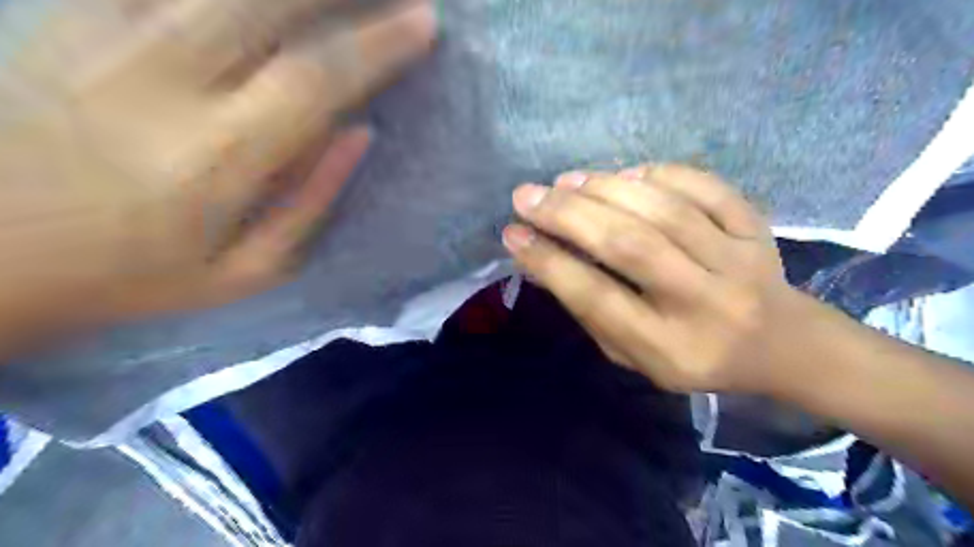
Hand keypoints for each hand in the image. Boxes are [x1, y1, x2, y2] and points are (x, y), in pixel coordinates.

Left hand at [0, 1, 434, 348]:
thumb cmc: (139, 276)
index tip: (424, 23)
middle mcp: (165, 81)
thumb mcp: (249, 270)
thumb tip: (361, 135)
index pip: (316, 79)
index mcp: (218, 159)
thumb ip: (312, 202)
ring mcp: (106, 36)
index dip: (377, 45)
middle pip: (264, 0)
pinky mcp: (70, 16)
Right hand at [502, 163, 815, 392]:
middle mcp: (705, 303)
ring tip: (566, 181)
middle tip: (527, 195)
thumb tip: (545, 259)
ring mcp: (738, 261)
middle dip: (568, 215)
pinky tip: (625, 176)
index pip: (598, 298)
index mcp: (669, 347)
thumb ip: (592, 313)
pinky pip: (705, 188)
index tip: (513, 234)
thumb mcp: (634, 357)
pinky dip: (659, 174)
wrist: (782, 345)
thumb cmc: (694, 358)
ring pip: (663, 211)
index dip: (549, 262)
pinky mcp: (757, 229)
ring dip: (605, 188)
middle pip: (630, 245)